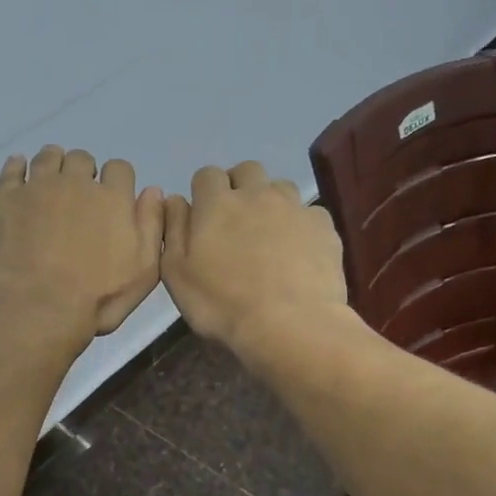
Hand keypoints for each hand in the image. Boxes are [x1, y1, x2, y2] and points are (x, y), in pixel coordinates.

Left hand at [0, 146, 163, 338]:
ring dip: (54, 164)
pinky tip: (20, 170)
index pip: (119, 168)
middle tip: (78, 197)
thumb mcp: (144, 271)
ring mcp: (39, 188)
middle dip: (83, 172)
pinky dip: (17, 166)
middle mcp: (76, 183)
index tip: (110, 200)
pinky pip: (12, 170)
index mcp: (113, 198)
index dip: (116, 181)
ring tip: (51, 183)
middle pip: (82, 159)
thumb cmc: (97, 297)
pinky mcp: (7, 199)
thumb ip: (152, 226)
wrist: (38, 306)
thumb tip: (153, 191)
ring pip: (48, 157)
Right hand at [160, 161, 345, 349]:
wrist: (289, 325)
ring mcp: (294, 207)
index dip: (204, 192)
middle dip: (239, 186)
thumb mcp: (176, 273)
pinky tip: (297, 251)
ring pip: (280, 187)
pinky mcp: (323, 226)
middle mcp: (257, 194)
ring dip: (270, 201)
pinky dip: (299, 225)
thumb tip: (174, 199)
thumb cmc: (222, 303)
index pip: (206, 175)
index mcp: (217, 203)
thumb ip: (172, 229)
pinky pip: (308, 213)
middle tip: (235, 220)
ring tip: (268, 234)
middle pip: (247, 170)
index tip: (203, 217)